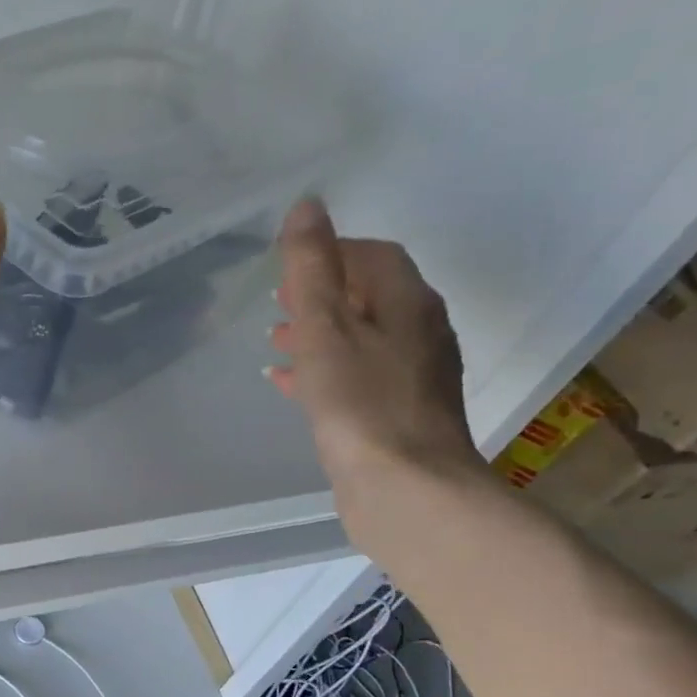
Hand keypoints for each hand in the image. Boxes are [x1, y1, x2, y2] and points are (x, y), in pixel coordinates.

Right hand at [266, 198, 481, 514]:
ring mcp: (412, 379)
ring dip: (320, 334)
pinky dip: (323, 373)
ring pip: (361, 341)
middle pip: (371, 297)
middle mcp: (420, 334)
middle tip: (279, 300)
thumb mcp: (327, 328)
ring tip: (276, 340)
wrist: (406, 491)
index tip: (291, 261)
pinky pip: (355, 379)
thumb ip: (313, 268)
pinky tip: (289, 386)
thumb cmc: (361, 404)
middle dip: (324, 293)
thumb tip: (308, 206)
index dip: (334, 250)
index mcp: (409, 303)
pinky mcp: (397, 417)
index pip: (375, 256)